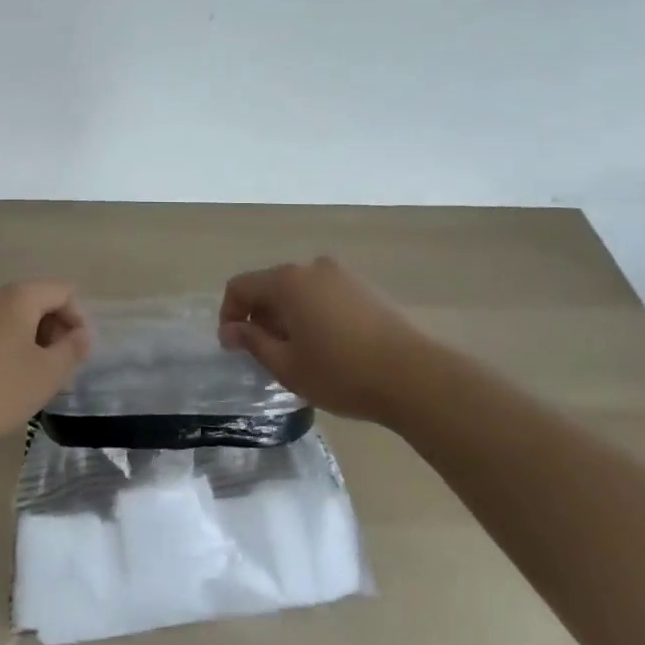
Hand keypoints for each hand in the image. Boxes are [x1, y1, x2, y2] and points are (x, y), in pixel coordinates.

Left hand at [0, 282, 90, 448]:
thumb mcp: (48, 373)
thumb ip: (72, 349)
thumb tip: (81, 334)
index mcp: (19, 296)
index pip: (62, 291)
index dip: (77, 319)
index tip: (78, 354)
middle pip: (35, 300)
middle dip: (54, 330)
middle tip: (60, 368)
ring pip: (11, 318)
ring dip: (30, 340)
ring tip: (34, 377)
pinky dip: (6, 346)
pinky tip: (4, 379)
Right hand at [218, 256, 446, 420]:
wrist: (415, 377)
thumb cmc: (341, 373)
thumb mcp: (287, 366)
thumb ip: (252, 343)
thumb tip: (230, 331)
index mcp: (286, 281)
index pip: (240, 287)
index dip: (229, 315)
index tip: (233, 347)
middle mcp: (311, 267)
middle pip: (270, 285)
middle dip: (259, 316)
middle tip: (265, 353)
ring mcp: (342, 275)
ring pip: (299, 290)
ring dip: (287, 315)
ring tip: (297, 352)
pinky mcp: (365, 288)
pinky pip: (324, 294)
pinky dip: (313, 313)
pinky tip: (327, 345)